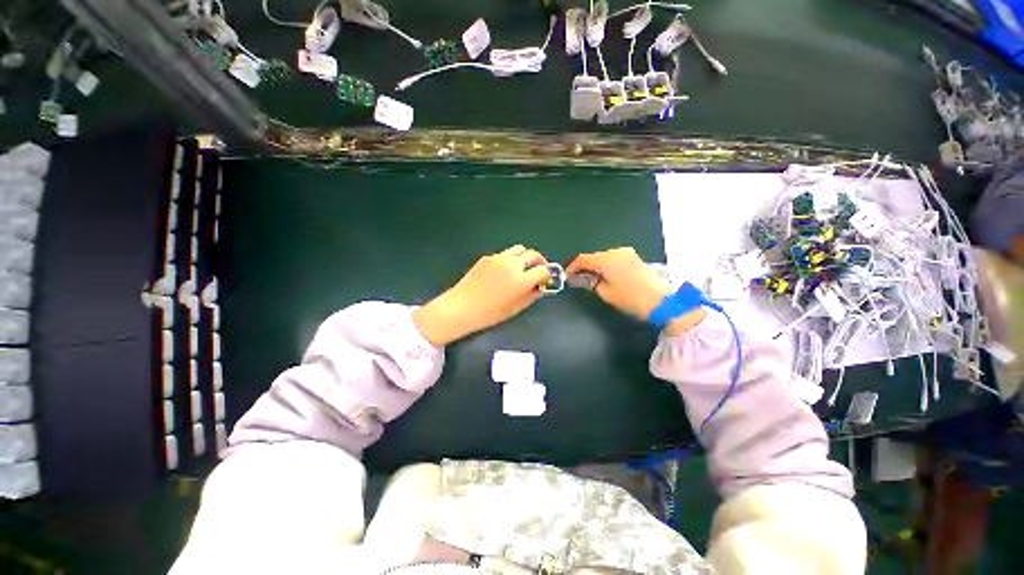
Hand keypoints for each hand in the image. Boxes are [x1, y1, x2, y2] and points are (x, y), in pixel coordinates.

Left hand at [413, 245, 551, 345]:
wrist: (462, 307)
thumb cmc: (490, 313)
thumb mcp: (516, 308)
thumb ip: (532, 295)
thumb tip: (540, 286)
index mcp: (521, 279)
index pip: (543, 270)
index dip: (547, 274)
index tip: (546, 279)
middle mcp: (512, 264)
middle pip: (533, 255)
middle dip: (539, 262)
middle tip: (538, 271)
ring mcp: (499, 258)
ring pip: (519, 249)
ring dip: (525, 257)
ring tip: (521, 268)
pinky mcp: (487, 257)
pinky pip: (504, 254)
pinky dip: (510, 260)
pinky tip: (503, 272)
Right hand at [567, 247, 705, 334]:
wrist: (661, 301)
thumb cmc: (630, 298)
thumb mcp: (605, 292)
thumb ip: (591, 282)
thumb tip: (584, 278)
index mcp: (607, 259)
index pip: (583, 259)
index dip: (573, 267)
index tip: (567, 275)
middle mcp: (616, 252)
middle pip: (594, 257)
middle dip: (584, 267)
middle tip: (578, 279)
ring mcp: (627, 253)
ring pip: (604, 257)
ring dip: (596, 266)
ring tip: (592, 279)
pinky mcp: (634, 258)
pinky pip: (614, 258)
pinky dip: (607, 265)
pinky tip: (606, 275)